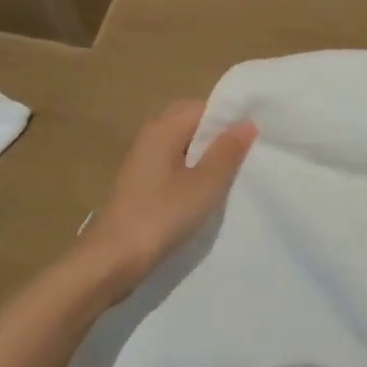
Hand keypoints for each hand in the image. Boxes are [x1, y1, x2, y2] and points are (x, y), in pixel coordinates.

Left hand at [74, 100, 256, 298]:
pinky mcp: (140, 184)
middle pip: (191, 124)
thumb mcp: (204, 184)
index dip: (230, 119)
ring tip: (231, 176)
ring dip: (205, 158)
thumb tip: (246, 123)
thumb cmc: (161, 215)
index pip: (203, 107)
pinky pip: (173, 166)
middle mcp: (150, 136)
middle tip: (245, 158)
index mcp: (163, 128)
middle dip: (218, 138)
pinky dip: (191, 174)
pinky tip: (205, 194)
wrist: (112, 260)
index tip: (255, 138)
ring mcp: (142, 161)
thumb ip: (227, 152)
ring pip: (182, 147)